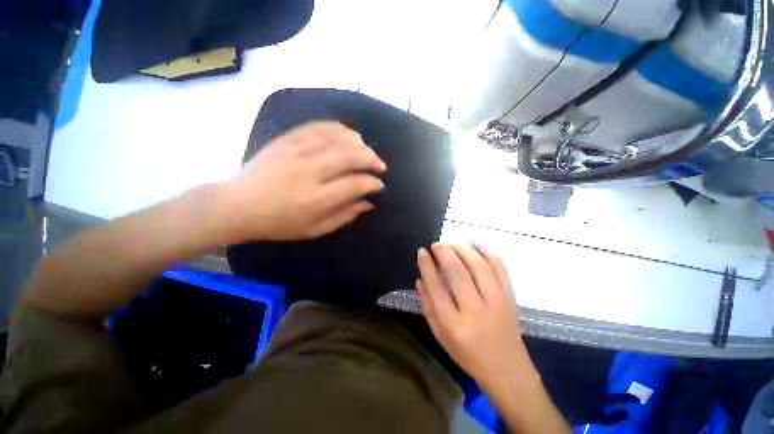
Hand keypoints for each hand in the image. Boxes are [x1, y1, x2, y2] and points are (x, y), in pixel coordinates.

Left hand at [223, 122, 385, 240]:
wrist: (236, 205)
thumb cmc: (278, 224)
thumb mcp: (314, 230)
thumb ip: (344, 216)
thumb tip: (368, 203)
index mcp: (316, 199)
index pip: (355, 184)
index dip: (372, 183)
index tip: (379, 185)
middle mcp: (309, 172)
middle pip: (350, 155)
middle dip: (372, 159)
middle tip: (379, 165)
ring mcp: (297, 151)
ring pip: (338, 137)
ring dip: (359, 143)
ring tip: (366, 151)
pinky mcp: (287, 139)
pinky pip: (319, 126)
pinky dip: (339, 129)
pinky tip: (348, 136)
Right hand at [416, 243, 535, 389]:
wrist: (507, 370)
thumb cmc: (467, 355)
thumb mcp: (439, 335)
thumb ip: (427, 305)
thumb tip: (420, 278)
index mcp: (454, 324)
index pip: (436, 287)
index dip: (427, 265)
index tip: (422, 251)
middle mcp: (476, 310)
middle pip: (457, 271)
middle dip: (444, 252)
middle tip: (436, 244)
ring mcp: (497, 301)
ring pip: (478, 265)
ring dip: (462, 248)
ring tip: (451, 243)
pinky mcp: (510, 296)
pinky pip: (499, 267)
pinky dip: (487, 251)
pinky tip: (474, 243)